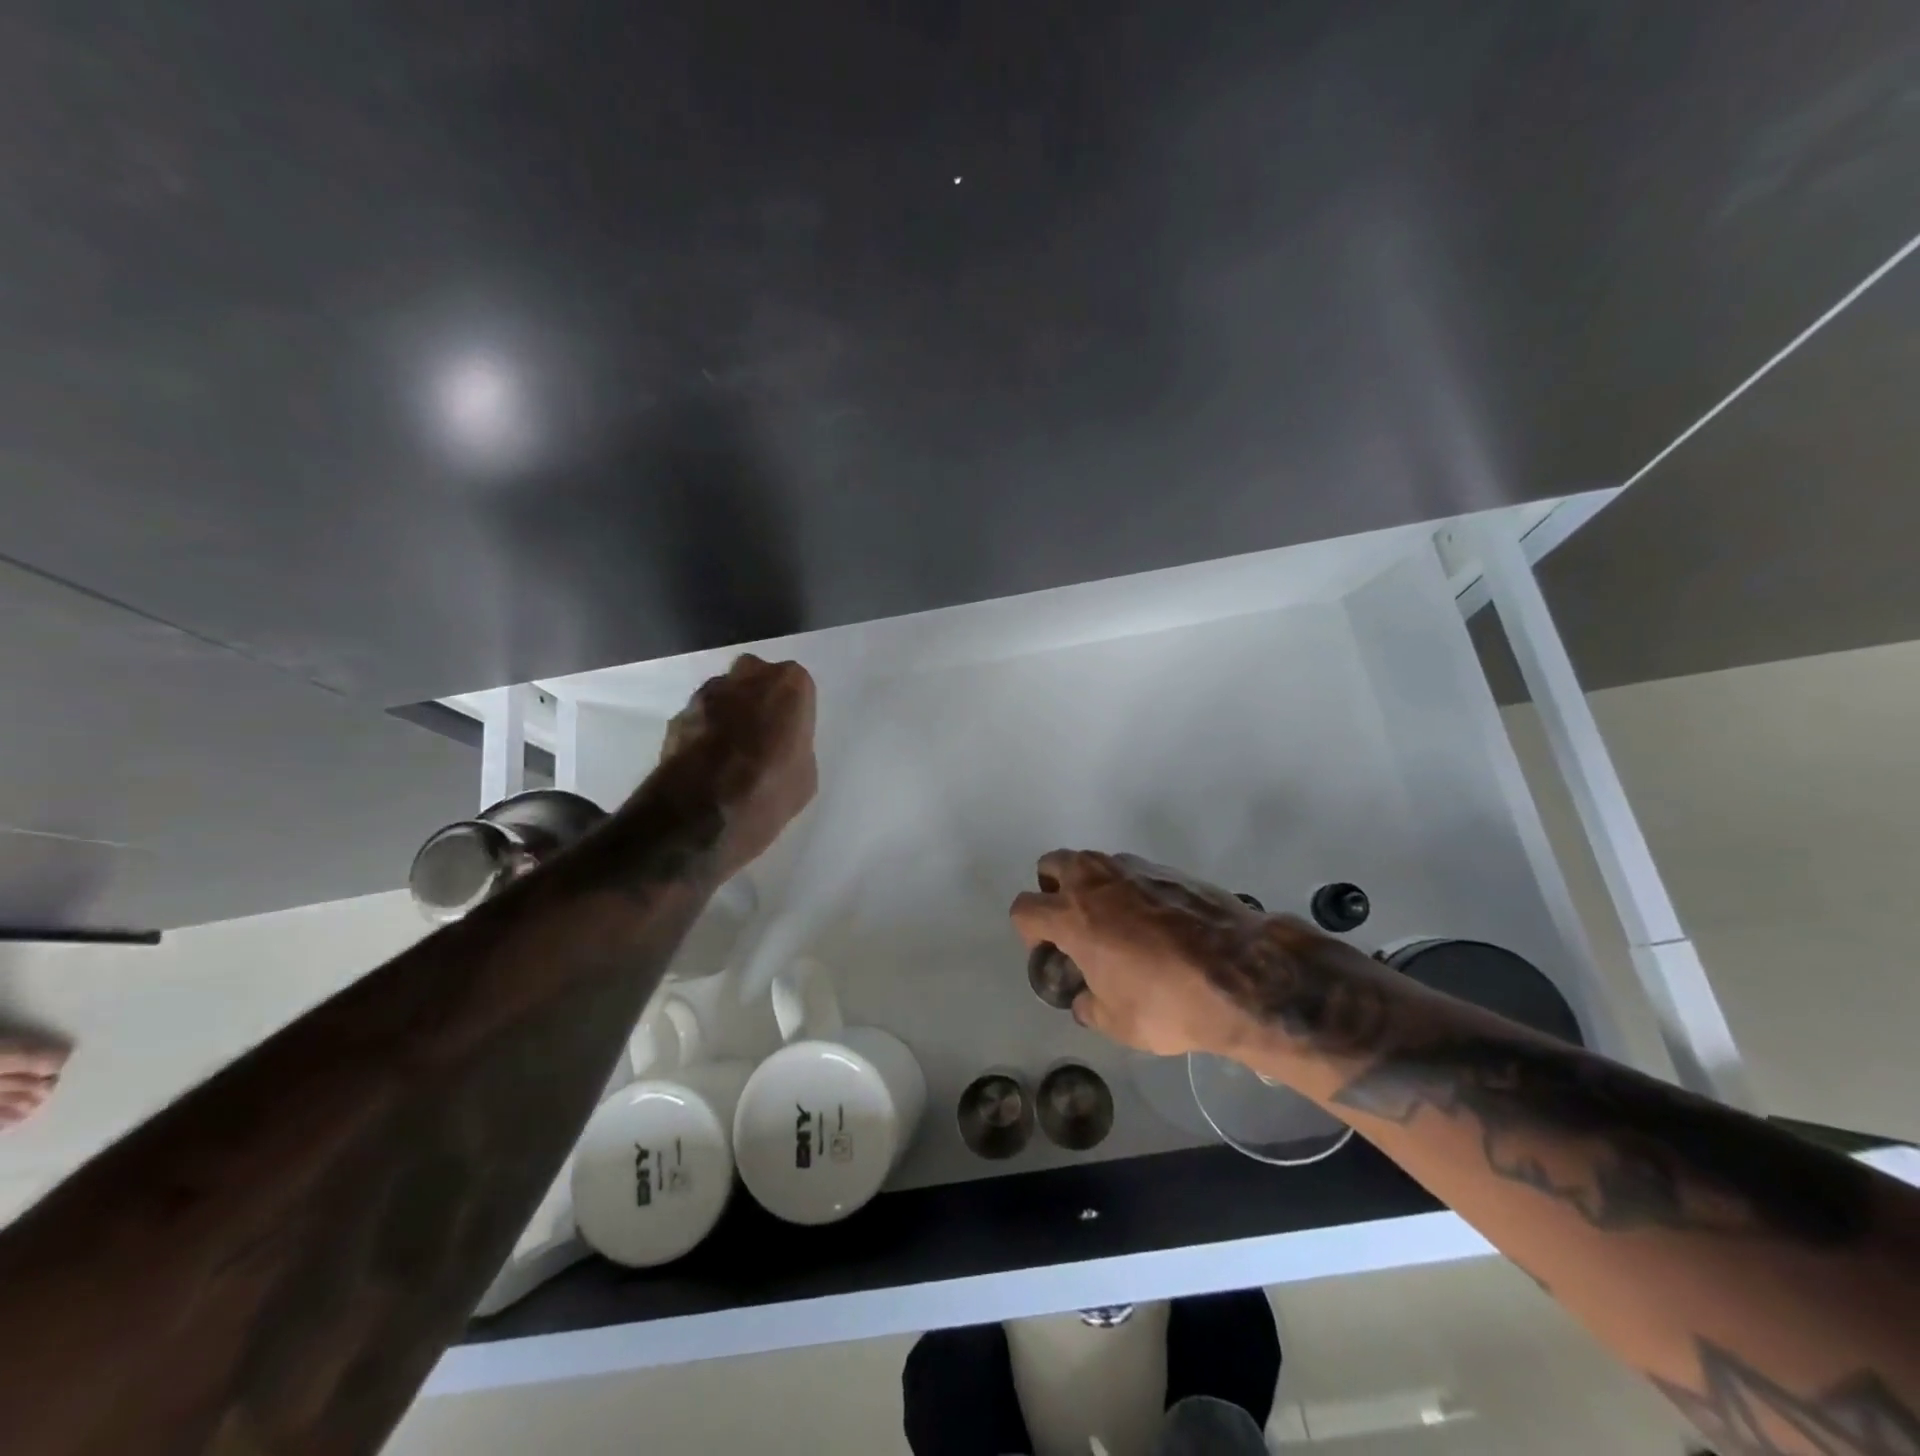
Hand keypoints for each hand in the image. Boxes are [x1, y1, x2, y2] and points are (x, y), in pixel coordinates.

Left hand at [655, 654, 817, 880]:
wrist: (699, 816)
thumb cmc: (767, 793)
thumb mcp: (805, 776)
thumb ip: (796, 745)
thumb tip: (782, 747)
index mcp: (789, 685)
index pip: (797, 684)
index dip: (794, 709)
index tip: (792, 732)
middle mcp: (747, 677)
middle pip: (757, 676)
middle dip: (760, 697)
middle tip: (765, 733)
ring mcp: (707, 694)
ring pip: (725, 693)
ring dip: (731, 711)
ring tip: (733, 750)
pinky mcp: (677, 715)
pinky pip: (700, 716)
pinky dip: (705, 730)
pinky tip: (707, 761)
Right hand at [1009, 850, 1270, 1057]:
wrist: (1242, 972)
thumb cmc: (1169, 1002)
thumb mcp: (1118, 1023)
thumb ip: (1090, 1005)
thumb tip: (1085, 999)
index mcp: (1072, 916)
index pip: (1024, 908)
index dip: (1028, 931)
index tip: (1047, 950)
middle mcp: (1095, 881)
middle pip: (1052, 865)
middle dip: (1053, 889)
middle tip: (1074, 924)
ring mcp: (1134, 869)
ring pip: (1095, 863)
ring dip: (1093, 886)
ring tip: (1117, 924)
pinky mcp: (1169, 869)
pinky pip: (1132, 872)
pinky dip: (1131, 890)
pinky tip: (1156, 924)